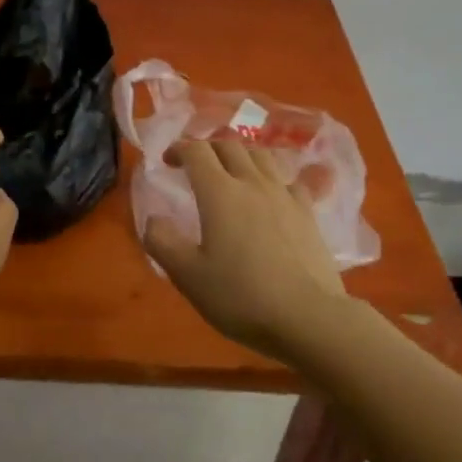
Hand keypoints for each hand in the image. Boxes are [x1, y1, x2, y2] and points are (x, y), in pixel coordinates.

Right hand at [144, 139, 350, 362]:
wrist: (309, 317)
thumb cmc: (242, 296)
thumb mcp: (188, 276)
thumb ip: (162, 242)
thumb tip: (153, 220)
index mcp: (219, 192)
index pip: (196, 151)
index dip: (179, 149)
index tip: (168, 162)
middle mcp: (252, 182)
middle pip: (229, 145)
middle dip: (208, 148)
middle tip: (197, 165)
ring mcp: (284, 194)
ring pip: (262, 155)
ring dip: (241, 155)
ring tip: (232, 171)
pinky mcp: (308, 212)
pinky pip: (290, 180)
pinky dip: (275, 178)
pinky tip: (273, 193)